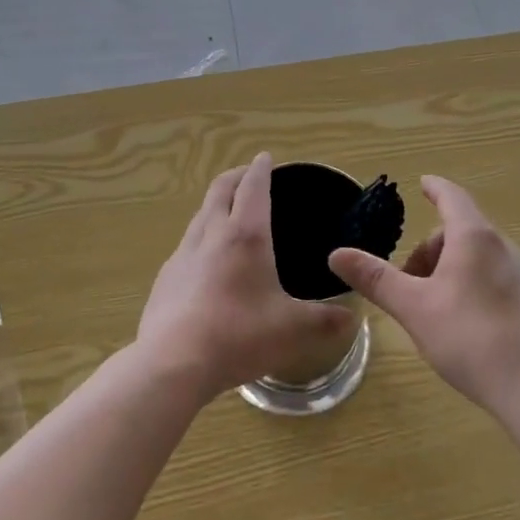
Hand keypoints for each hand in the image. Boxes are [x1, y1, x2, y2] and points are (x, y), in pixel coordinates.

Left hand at [139, 153, 356, 402]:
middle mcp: (211, 234)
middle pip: (220, 189)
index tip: (265, 158)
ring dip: (216, 204)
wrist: (172, 362)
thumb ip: (324, 320)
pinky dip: (202, 236)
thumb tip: (353, 317)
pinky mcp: (166, 276)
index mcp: (245, 235)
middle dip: (235, 176)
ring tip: (229, 213)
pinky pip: (187, 244)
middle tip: (248, 175)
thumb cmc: (238, 335)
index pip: (252, 187)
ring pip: (201, 214)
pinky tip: (207, 261)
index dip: (260, 169)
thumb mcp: (292, 330)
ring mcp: (183, 254)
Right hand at [330, 176, 519, 416]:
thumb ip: (375, 278)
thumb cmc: (469, 339)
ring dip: (450, 269)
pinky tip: (466, 325)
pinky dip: (473, 285)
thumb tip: (336, 254)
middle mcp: (503, 247)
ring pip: (478, 257)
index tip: (423, 183)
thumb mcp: (413, 308)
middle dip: (430, 249)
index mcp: (473, 238)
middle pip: (460, 232)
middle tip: (409, 284)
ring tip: (434, 308)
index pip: (451, 197)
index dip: (435, 188)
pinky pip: (496, 278)